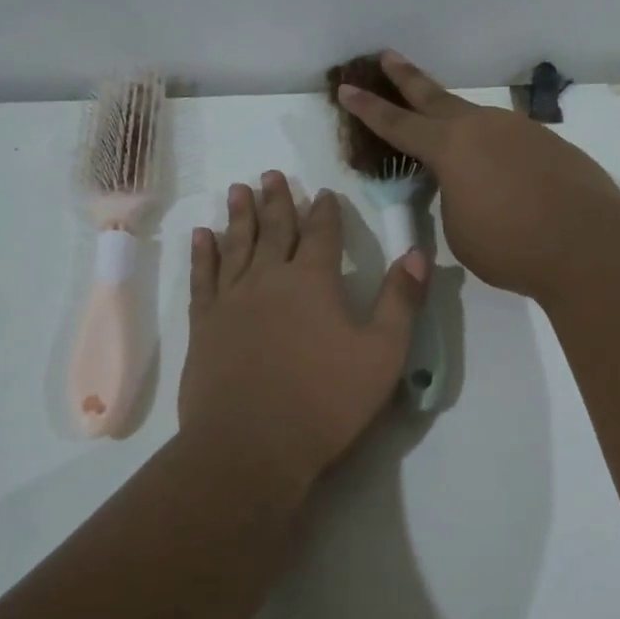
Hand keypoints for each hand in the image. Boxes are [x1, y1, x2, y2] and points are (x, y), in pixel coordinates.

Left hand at [178, 171, 428, 490]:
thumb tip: (417, 253)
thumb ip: (400, 300)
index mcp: (314, 282)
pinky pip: (203, 278)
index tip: (324, 192)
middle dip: (277, 201)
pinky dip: (203, 254)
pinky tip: (202, 236)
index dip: (325, 212)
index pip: (323, 234)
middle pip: (275, 230)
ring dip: (239, 216)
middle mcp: (269, 279)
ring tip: (239, 190)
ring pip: (236, 245)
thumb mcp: (382, 353)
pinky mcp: (204, 325)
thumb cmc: (326, 401)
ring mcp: (232, 300)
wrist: (251, 444)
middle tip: (271, 174)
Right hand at [337, 52, 619, 301]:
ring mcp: (520, 131)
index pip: (397, 125)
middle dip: (407, 78)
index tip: (346, 87)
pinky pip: (510, 142)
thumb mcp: (460, 230)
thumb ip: (453, 199)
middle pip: (435, 97)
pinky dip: (497, 153)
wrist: (588, 244)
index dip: (368, 108)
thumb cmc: (510, 244)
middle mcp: (482, 127)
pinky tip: (504, 175)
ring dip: (459, 126)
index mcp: (450, 147)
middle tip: (387, 55)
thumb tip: (469, 186)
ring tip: (452, 143)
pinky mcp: (550, 144)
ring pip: (478, 122)